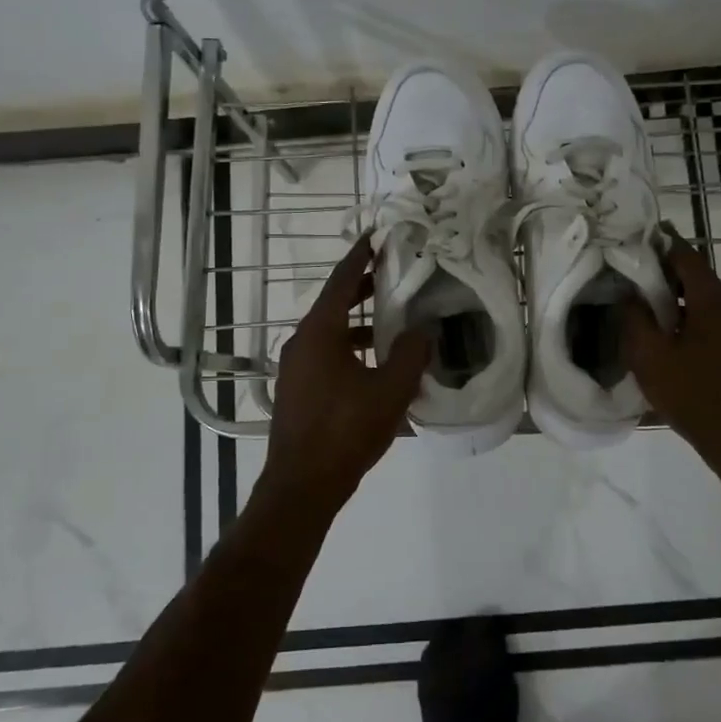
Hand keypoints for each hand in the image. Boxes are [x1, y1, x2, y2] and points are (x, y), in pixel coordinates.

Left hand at [265, 237, 429, 500]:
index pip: (341, 280)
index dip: (360, 256)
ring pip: (331, 332)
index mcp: (319, 332)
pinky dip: (351, 348)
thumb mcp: (390, 390)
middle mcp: (302, 342)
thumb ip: (411, 354)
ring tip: (393, 322)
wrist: (302, 486)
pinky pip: (327, 355)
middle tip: (393, 272)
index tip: (377, 235)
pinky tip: (376, 366)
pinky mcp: (299, 390)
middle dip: (363, 287)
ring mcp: (296, 368)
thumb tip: (424, 329)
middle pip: (334, 303)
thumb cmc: (346, 430)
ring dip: (360, 323)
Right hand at [623, 236, 720, 484]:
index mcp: (712, 298)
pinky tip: (670, 344)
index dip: (658, 243)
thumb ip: (635, 318)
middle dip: (661, 277)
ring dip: (675, 304)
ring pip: (703, 303)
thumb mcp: (651, 358)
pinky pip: (714, 324)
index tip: (632, 240)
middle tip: (628, 283)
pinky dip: (690, 324)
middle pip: (694, 278)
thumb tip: (630, 293)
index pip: (683, 253)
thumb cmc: (697, 397)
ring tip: (644, 316)